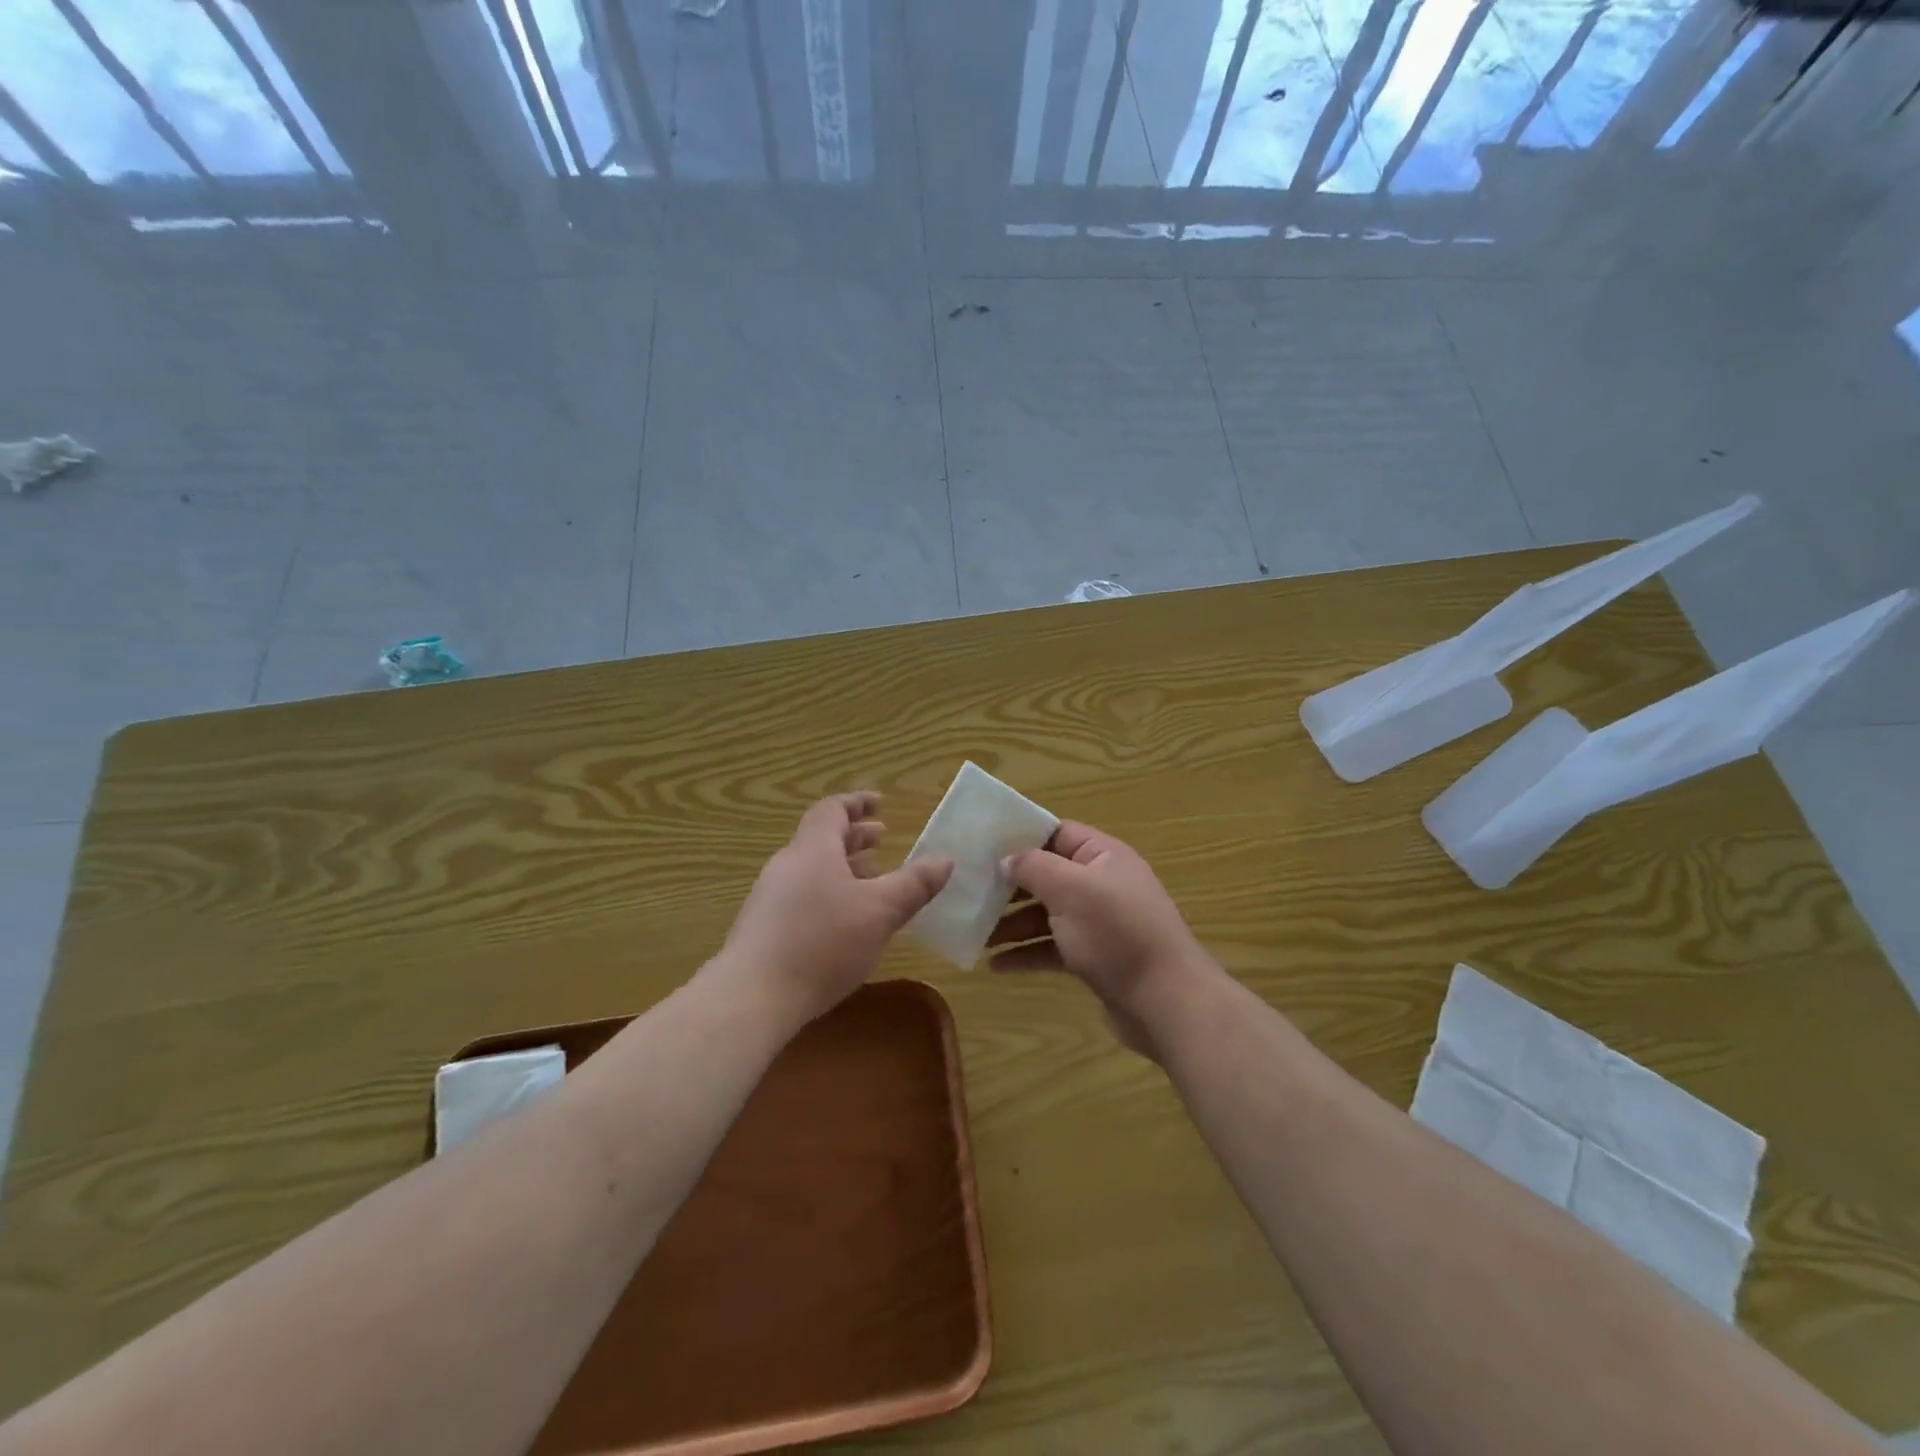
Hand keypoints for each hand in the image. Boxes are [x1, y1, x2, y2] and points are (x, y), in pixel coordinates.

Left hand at [710, 793, 951, 1026]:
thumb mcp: (880, 912)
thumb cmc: (822, 943)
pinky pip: (802, 895)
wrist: (752, 997)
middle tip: (882, 839)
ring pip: (812, 869)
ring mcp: (770, 897)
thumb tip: (945, 860)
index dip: (857, 803)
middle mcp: (787, 865)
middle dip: (854, 837)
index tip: (880, 804)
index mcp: (813, 849)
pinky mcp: (764, 928)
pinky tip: (845, 922)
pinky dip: (829, 893)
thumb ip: (914, 885)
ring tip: (871, 881)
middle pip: (821, 838)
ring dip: (843, 868)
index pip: (832, 810)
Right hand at [991, 822, 1217, 1059]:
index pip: (1057, 833)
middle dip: (1010, 886)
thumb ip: (1034, 867)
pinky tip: (996, 965)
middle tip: (971, 893)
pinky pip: (1053, 948)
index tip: (982, 847)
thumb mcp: (1071, 889)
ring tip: (977, 935)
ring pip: (1047, 915)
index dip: (1021, 837)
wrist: (1165, 1001)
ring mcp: (1099, 924)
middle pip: (1048, 876)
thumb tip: (1007, 858)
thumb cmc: (1116, 933)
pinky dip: (1027, 953)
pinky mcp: (1095, 959)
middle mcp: (1102, 884)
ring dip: (1012, 923)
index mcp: (1103, 856)